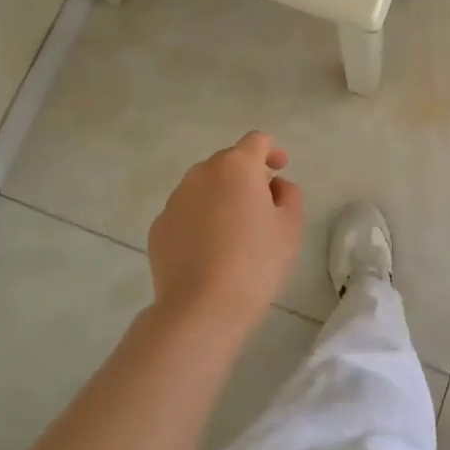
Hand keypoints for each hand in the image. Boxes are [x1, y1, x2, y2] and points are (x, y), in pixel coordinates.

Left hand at [147, 132, 302, 328]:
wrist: (201, 308)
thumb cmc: (255, 263)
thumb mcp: (290, 227)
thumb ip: (289, 195)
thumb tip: (274, 186)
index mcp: (237, 166)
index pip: (256, 141)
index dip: (272, 151)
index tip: (280, 169)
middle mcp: (202, 173)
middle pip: (228, 162)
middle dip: (246, 176)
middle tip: (261, 207)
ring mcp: (175, 199)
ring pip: (204, 187)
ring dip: (220, 197)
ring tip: (233, 232)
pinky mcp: (159, 226)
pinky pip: (186, 212)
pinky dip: (199, 220)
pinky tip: (209, 251)